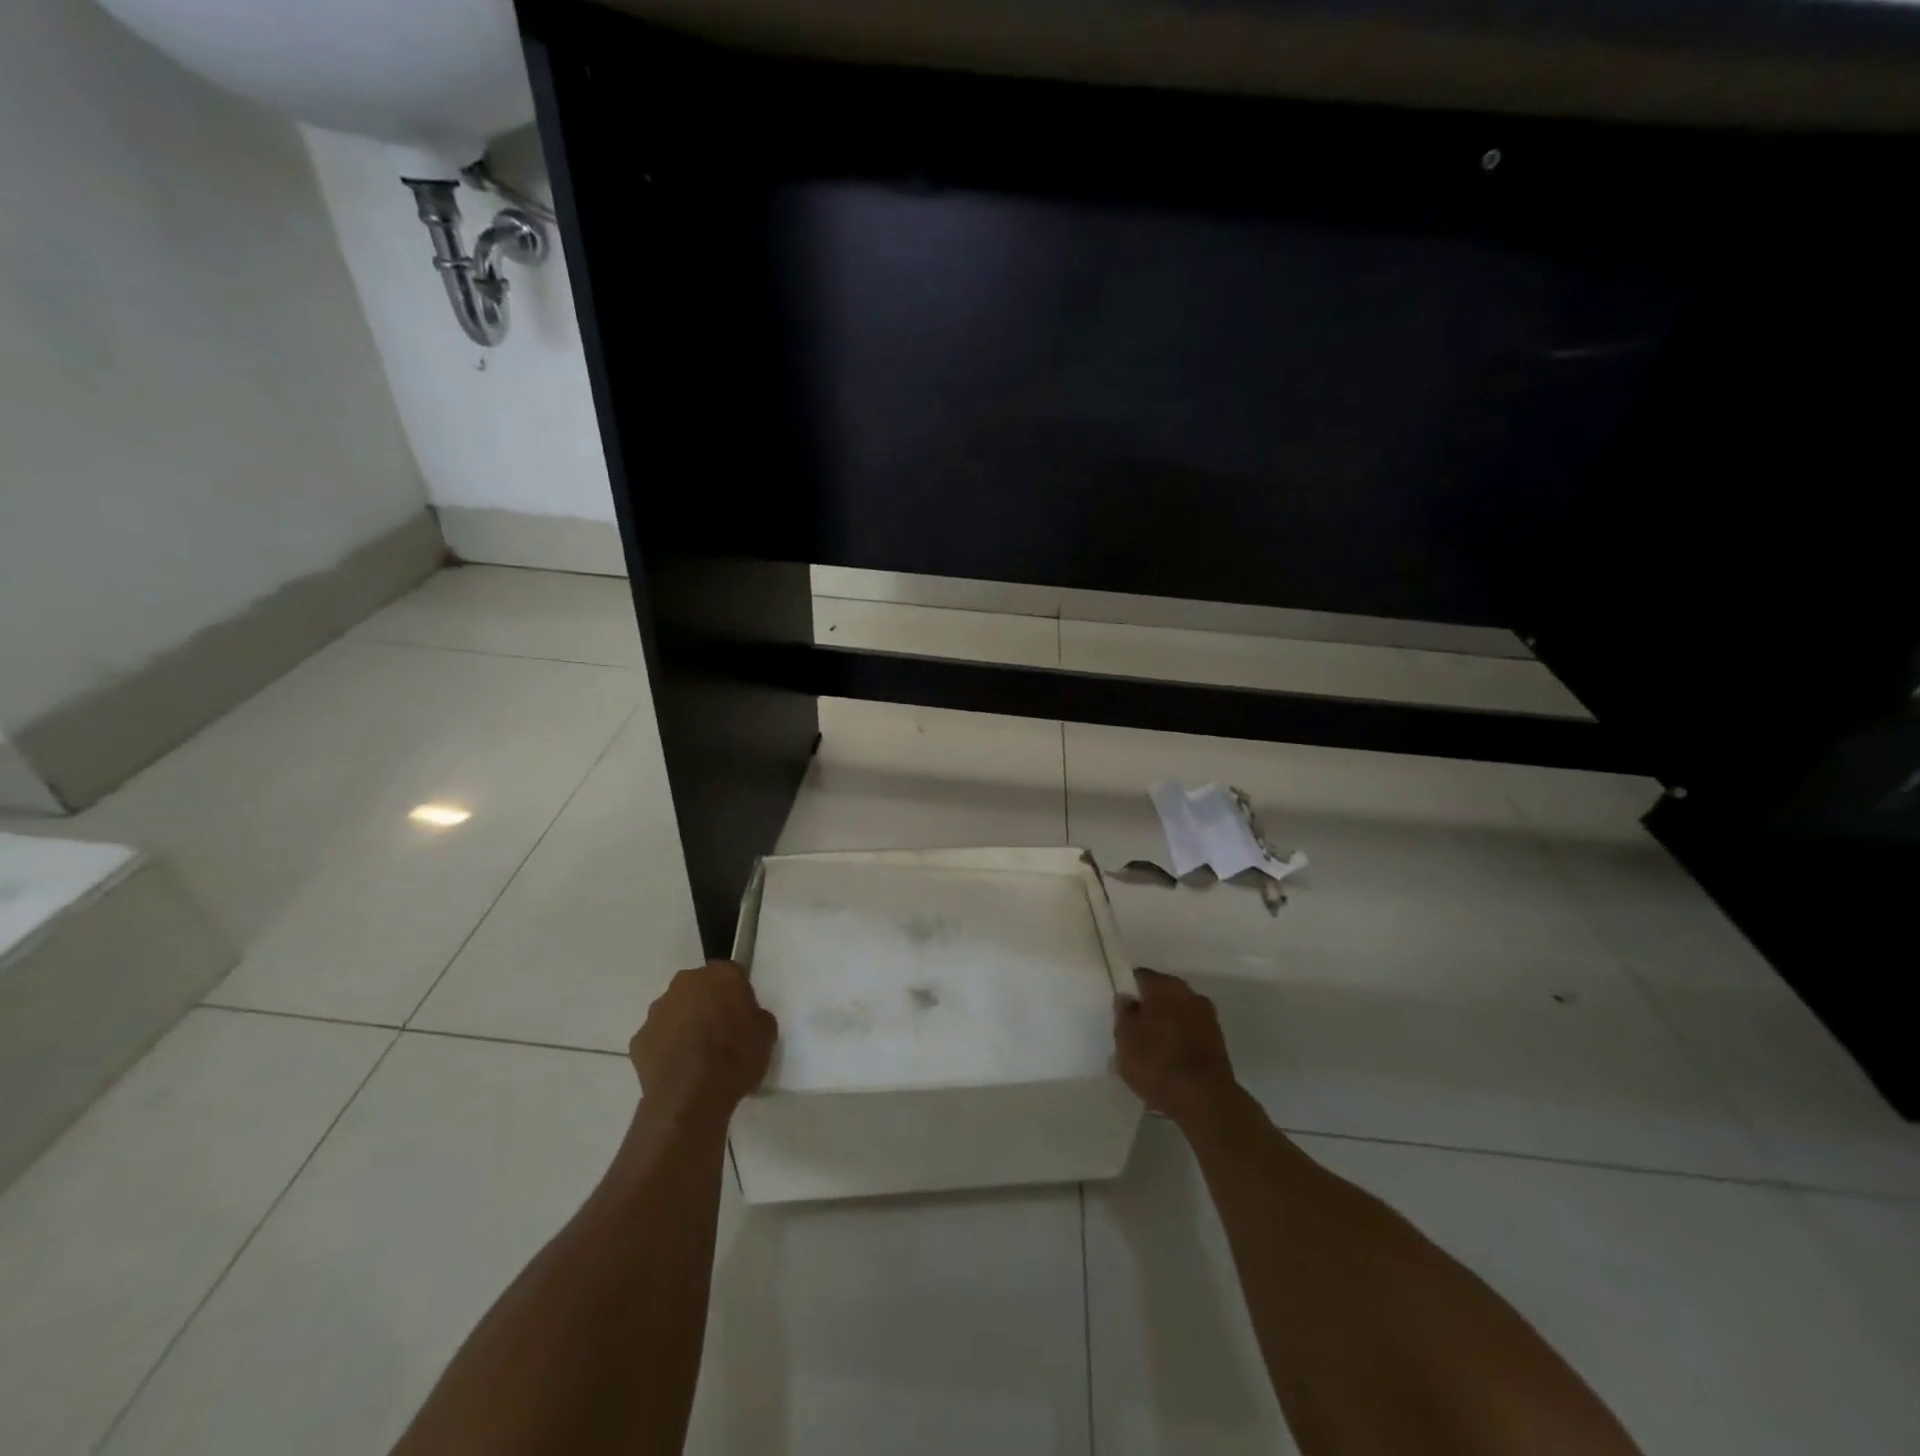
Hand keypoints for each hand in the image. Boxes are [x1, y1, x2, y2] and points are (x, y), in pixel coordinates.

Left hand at [631, 960, 776, 1120]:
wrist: (691, 1097)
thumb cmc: (736, 1058)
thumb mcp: (766, 1033)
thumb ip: (755, 1015)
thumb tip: (745, 1018)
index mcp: (720, 975)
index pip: (731, 974)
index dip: (737, 994)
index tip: (742, 1015)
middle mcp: (685, 983)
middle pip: (699, 987)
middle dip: (707, 1003)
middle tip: (720, 1032)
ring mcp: (657, 1010)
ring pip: (675, 1011)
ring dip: (684, 1024)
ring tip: (697, 1056)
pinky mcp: (638, 1039)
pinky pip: (658, 1038)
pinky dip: (666, 1048)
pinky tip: (678, 1070)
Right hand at [1114, 968, 1239, 1126]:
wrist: (1205, 1099)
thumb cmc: (1157, 1063)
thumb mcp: (1125, 1039)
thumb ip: (1124, 1014)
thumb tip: (1127, 997)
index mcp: (1164, 986)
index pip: (1141, 977)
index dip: (1129, 990)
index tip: (1121, 1008)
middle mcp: (1189, 994)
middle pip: (1163, 994)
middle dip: (1150, 1008)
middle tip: (1135, 1030)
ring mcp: (1207, 1017)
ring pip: (1179, 1014)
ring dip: (1167, 1025)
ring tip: (1153, 1050)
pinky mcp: (1219, 1041)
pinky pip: (1192, 1033)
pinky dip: (1181, 1041)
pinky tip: (1171, 1061)